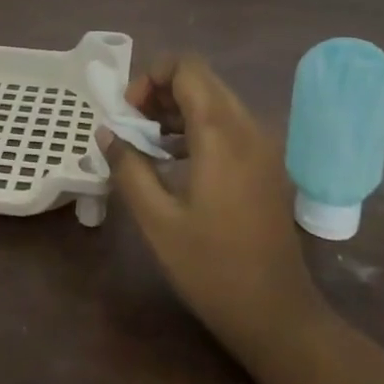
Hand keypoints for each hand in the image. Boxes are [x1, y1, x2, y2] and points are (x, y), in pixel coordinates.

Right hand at [101, 55, 324, 362]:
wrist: (276, 315)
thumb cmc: (212, 268)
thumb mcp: (157, 220)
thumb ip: (128, 167)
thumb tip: (106, 131)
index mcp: (221, 133)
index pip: (187, 67)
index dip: (150, 77)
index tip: (127, 112)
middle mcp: (248, 127)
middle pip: (202, 79)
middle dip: (161, 91)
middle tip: (133, 125)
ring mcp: (263, 145)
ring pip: (216, 100)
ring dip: (178, 108)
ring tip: (148, 143)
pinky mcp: (266, 164)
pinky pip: (229, 124)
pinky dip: (198, 126)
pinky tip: (176, 160)